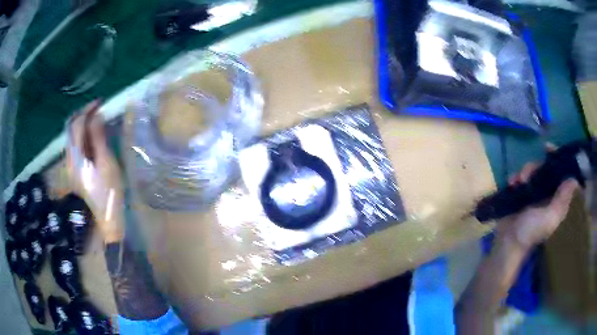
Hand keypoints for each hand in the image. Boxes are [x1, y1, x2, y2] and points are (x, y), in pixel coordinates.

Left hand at [66, 100, 124, 242]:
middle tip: (98, 108)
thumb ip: (98, 138)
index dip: (87, 110)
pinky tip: (93, 133)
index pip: (76, 125)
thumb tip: (97, 115)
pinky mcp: (76, 167)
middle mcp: (69, 158)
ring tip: (97, 118)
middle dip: (82, 114)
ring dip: (83, 123)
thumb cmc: (108, 191)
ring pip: (72, 135)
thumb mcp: (106, 163)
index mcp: (75, 157)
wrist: (107, 217)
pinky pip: (76, 143)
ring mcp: (71, 164)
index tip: (101, 102)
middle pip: (70, 128)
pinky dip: (84, 133)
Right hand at [497, 161, 577, 250]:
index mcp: (556, 197)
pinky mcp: (521, 193)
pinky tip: (512, 183)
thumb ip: (562, 200)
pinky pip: (520, 176)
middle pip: (545, 167)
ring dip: (524, 172)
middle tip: (527, 175)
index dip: (558, 158)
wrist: (508, 242)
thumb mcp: (549, 218)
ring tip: (517, 182)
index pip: (561, 173)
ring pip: (532, 170)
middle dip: (535, 166)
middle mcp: (547, 192)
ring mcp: (534, 192)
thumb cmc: (531, 231)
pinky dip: (516, 177)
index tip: (548, 149)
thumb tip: (574, 179)